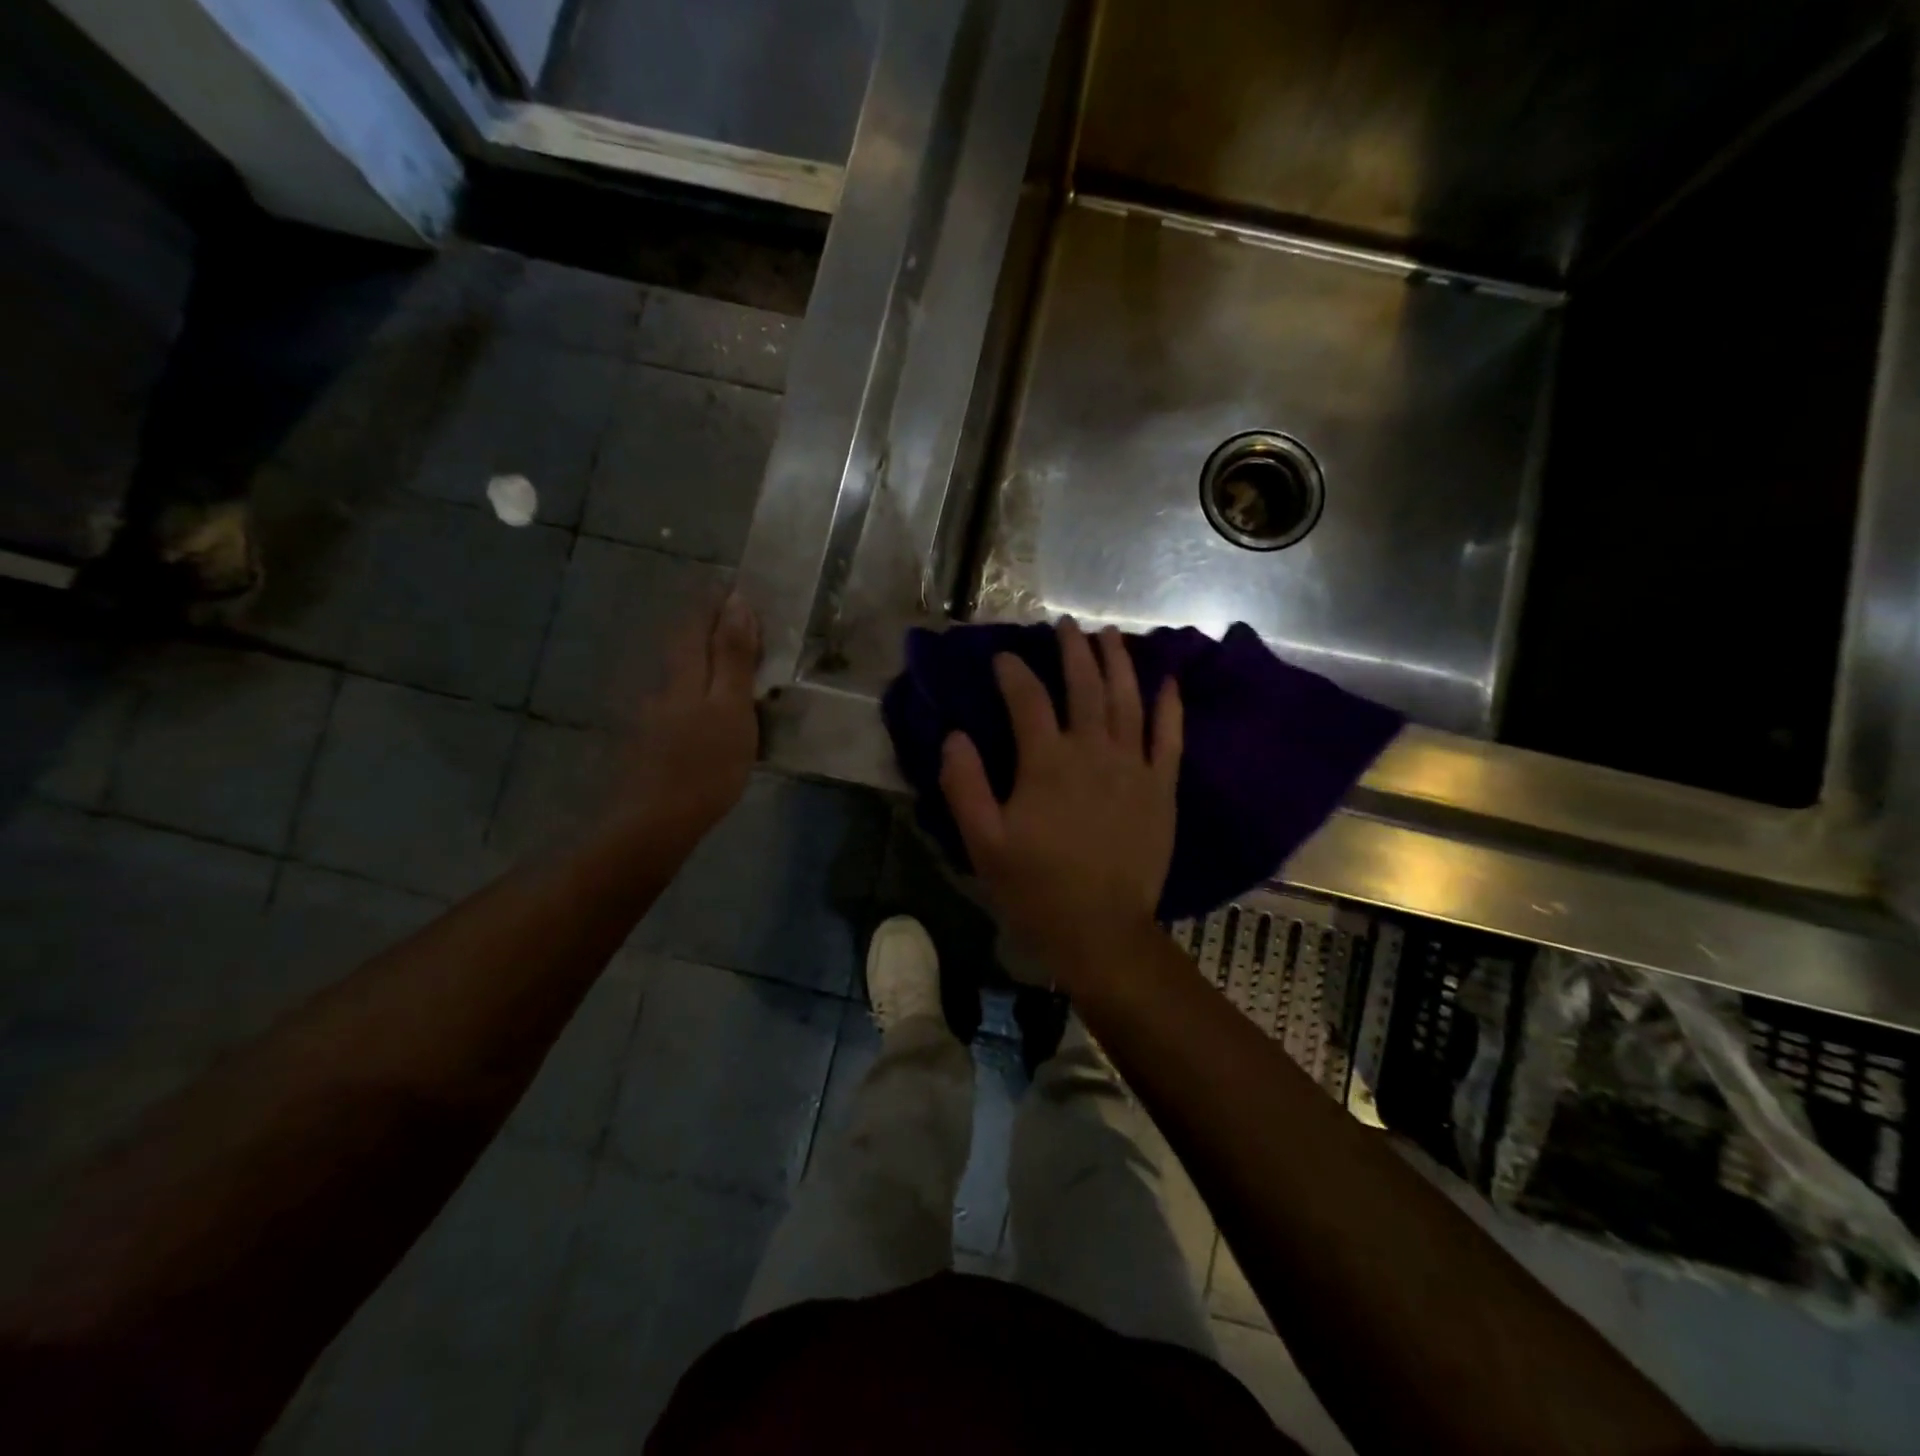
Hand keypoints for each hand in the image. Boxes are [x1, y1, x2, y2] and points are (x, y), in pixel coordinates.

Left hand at [611, 593, 760, 842]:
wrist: (652, 823)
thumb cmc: (703, 764)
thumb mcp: (730, 708)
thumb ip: (732, 657)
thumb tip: (737, 603)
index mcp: (683, 672)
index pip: (697, 621)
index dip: (717, 603)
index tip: (741, 592)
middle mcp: (662, 684)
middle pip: (685, 645)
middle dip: (710, 630)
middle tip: (746, 631)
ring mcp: (651, 714)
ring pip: (681, 675)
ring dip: (705, 664)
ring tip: (736, 673)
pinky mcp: (649, 741)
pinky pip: (679, 703)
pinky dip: (698, 696)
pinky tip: (711, 716)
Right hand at [939, 619, 1182, 991]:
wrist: (1100, 931)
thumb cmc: (1035, 889)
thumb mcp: (982, 843)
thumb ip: (964, 785)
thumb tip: (954, 736)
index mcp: (1047, 763)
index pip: (1028, 700)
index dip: (1013, 673)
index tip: (1003, 658)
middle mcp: (1093, 752)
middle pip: (1085, 686)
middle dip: (1073, 650)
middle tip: (1065, 625)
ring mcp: (1133, 767)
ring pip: (1127, 700)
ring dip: (1117, 662)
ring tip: (1108, 635)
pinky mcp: (1161, 788)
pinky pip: (1169, 737)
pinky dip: (1169, 706)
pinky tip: (1167, 681)